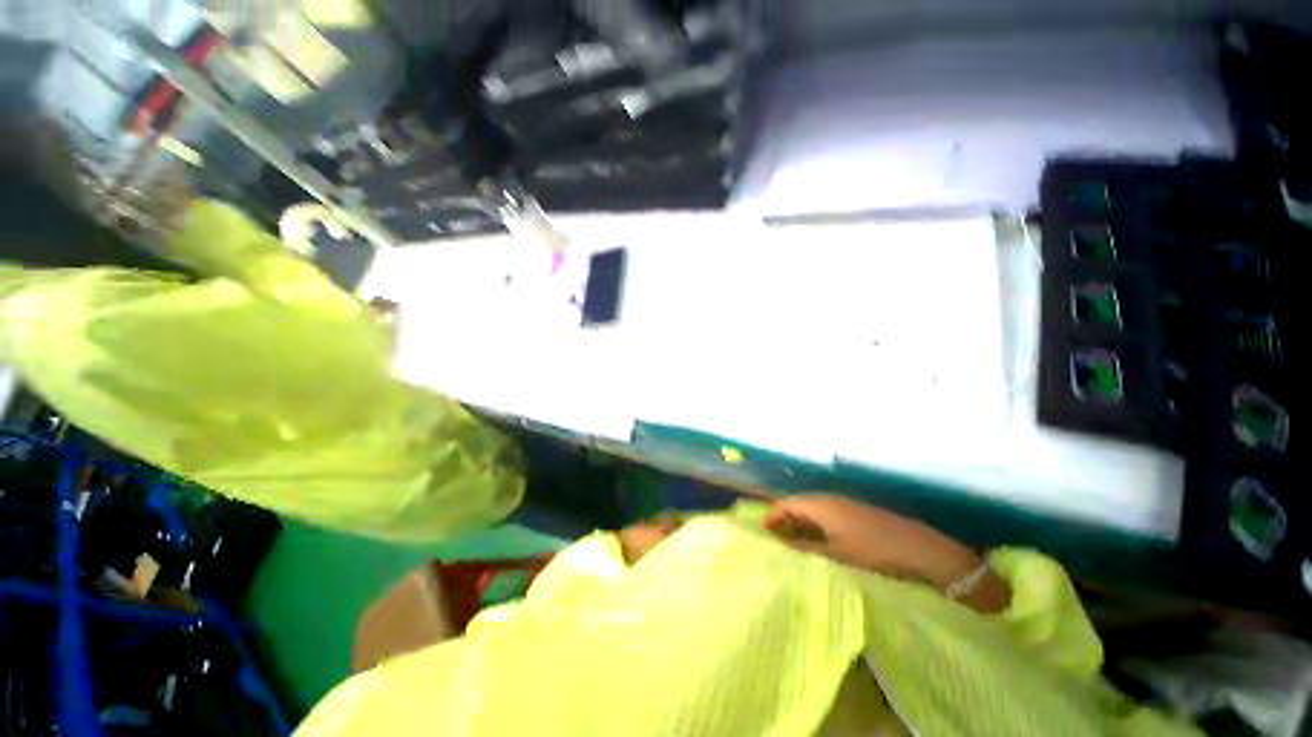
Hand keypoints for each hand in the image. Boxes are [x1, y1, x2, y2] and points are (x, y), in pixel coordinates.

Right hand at [764, 494, 1010, 613]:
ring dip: (799, 527)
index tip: (760, 538)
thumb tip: (779, 548)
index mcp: (820, 505)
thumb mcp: (835, 557)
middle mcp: (829, 499)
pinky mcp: (858, 515)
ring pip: (812, 512)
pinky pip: (826, 517)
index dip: (770, 518)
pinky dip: (815, 529)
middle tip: (774, 546)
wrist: (925, 553)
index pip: (784, 504)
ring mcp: (845, 505)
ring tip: (792, 549)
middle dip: (783, 523)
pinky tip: (818, 546)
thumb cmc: (875, 553)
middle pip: (797, 506)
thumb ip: (804, 551)